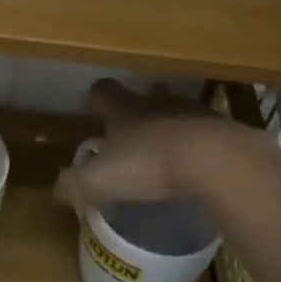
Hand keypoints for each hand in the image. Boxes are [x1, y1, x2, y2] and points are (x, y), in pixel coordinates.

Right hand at [55, 79, 276, 211]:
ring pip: (178, 110)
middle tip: (133, 125)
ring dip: (172, 123)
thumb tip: (56, 190)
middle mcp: (157, 104)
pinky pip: (208, 133)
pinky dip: (201, 144)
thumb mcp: (100, 181)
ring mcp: (194, 114)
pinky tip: (200, 164)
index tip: (92, 106)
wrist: (217, 161)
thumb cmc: (149, 165)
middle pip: (145, 95)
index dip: (97, 97)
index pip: (104, 91)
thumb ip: (74, 184)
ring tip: (169, 146)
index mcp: (124, 111)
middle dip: (139, 106)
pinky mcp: (225, 131)